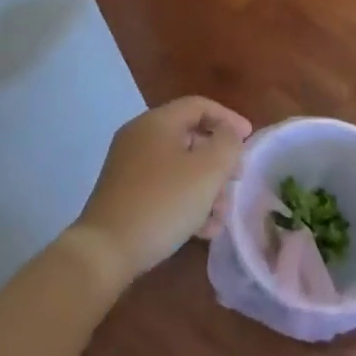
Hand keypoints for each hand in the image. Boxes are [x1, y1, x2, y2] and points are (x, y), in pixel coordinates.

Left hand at [70, 96, 252, 285]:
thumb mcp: (207, 172)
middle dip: (218, 161)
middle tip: (236, 182)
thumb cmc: (163, 203)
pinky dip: (185, 202)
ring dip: (205, 188)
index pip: (198, 105)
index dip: (228, 118)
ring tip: (220, 217)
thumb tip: (229, 134)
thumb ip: (227, 145)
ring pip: (179, 167)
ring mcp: (129, 166)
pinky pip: (164, 188)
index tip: (249, 140)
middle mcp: (140, 137)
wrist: (106, 250)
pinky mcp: (125, 194)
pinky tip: (202, 231)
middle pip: (190, 137)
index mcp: (157, 122)